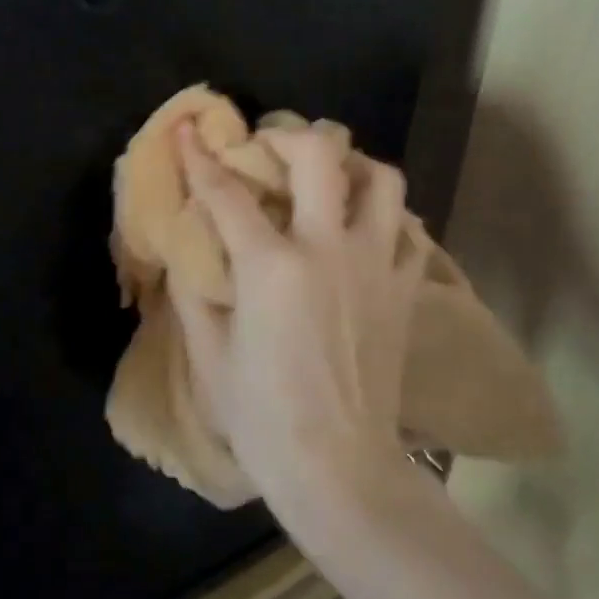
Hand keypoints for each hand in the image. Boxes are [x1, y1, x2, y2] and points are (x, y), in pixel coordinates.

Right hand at [174, 126, 422, 523]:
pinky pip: (409, 231)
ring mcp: (376, 265)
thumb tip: (188, 252)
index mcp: (271, 267)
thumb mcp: (210, 355)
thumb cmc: (264, 417)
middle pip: (321, 157)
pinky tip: (365, 228)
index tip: (190, 129)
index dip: (201, 157)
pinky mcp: (406, 290)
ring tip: (330, 176)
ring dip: (353, 165)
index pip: (227, 193)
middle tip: (271, 145)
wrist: (340, 469)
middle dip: (290, 135)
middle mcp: (328, 249)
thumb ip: (194, 293)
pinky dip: (387, 217)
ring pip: (382, 180)